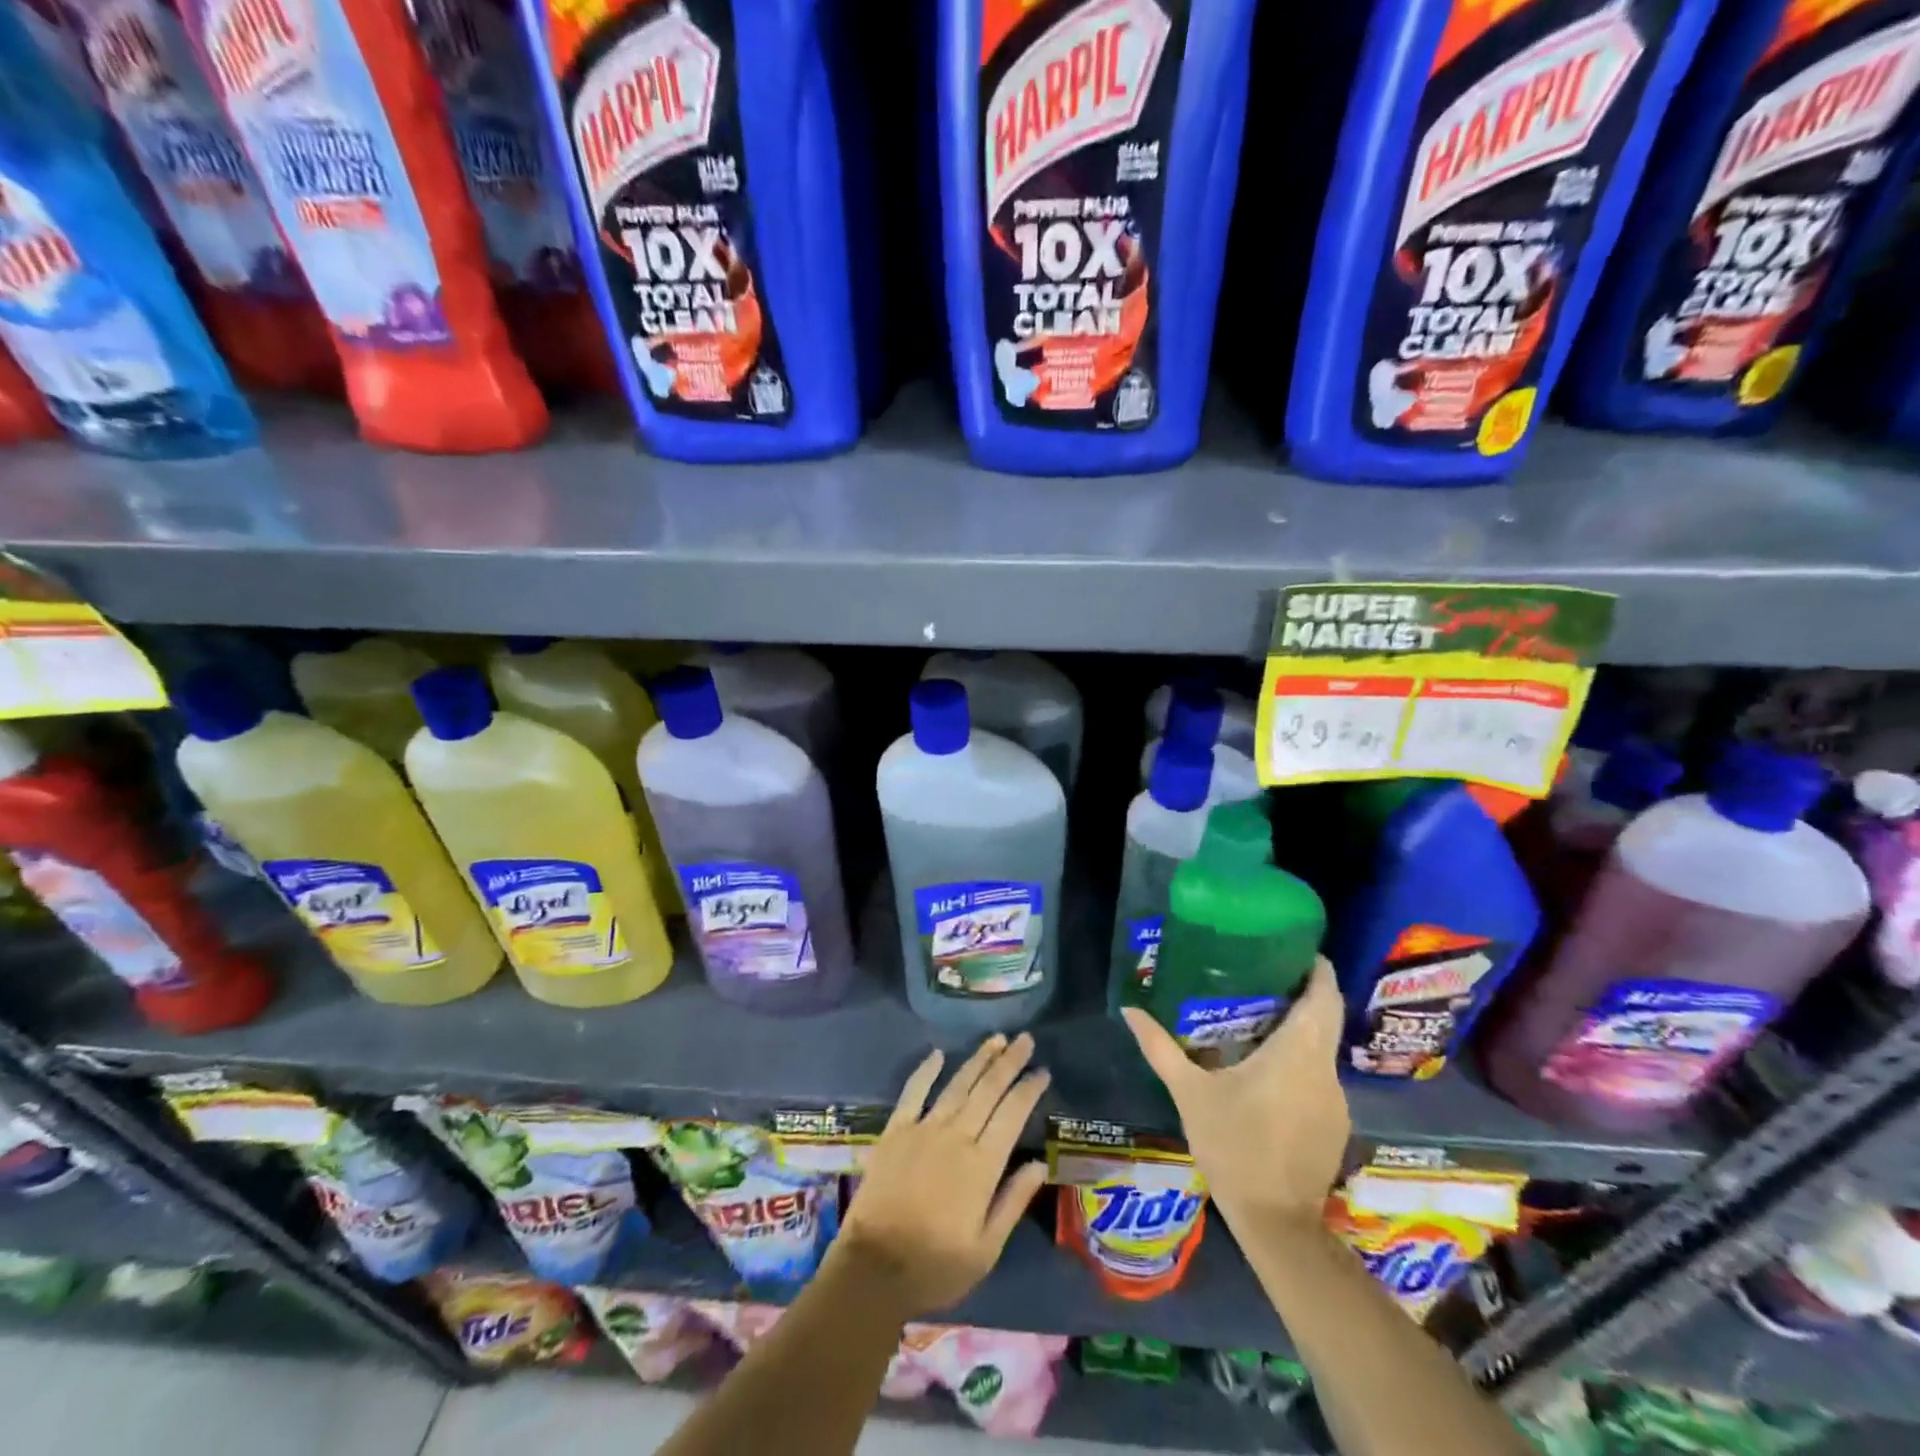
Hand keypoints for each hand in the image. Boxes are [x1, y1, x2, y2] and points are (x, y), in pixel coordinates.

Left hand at [831, 1032, 1050, 1320]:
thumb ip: (1013, 1201)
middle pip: (988, 1090)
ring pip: (957, 1085)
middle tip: (1026, 1039)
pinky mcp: (896, 1131)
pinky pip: (913, 1092)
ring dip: (978, 1060)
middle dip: (1009, 1062)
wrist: (873, 1269)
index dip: (1029, 1090)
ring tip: (996, 1039)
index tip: (1043, 1071)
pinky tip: (937, 1054)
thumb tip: (1039, 1163)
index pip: (1013, 1114)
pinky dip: (926, 1070)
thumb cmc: (935, 1267)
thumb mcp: (986, 1249)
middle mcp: (956, 1136)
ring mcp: (923, 1129)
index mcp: (982, 1165)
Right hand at [1121, 956, 1349, 1231]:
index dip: (1317, 968)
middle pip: (1325, 1018)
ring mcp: (1335, 1100)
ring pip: (1322, 1048)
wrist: (1275, 1223)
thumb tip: (1130, 1010)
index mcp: (1297, 1052)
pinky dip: (1300, 1062)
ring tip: (1260, 1018)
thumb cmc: (1233, 1145)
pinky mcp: (1335, 1125)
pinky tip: (1269, 1071)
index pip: (1324, 995)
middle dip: (1302, 993)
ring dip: (1300, 1030)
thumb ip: (1160, 1047)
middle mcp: (1325, 1069)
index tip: (1294, 948)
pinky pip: (1320, 1077)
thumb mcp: (1189, 1092)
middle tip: (1264, 975)